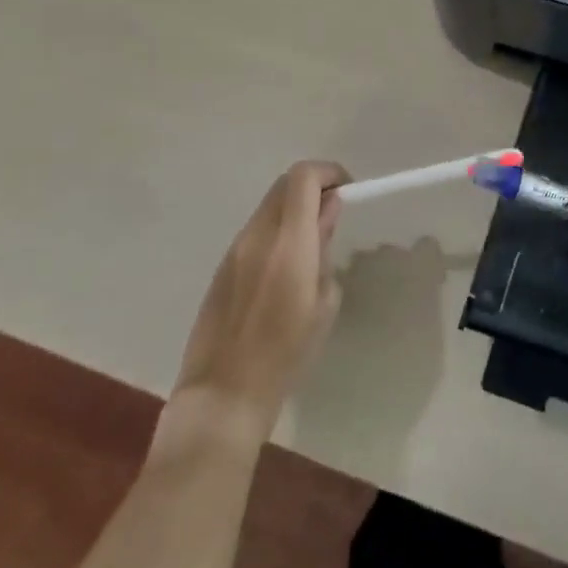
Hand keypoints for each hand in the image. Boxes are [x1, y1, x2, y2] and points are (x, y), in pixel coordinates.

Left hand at [174, 160, 349, 429]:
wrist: (222, 396)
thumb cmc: (285, 354)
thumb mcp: (323, 302)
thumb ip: (325, 247)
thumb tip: (327, 213)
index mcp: (288, 241)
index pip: (303, 177)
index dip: (328, 172)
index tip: (346, 190)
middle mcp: (258, 234)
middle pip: (284, 184)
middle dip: (313, 186)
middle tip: (332, 211)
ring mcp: (235, 249)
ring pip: (268, 206)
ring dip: (293, 208)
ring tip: (311, 241)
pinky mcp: (222, 267)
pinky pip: (254, 230)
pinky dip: (276, 229)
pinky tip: (284, 265)